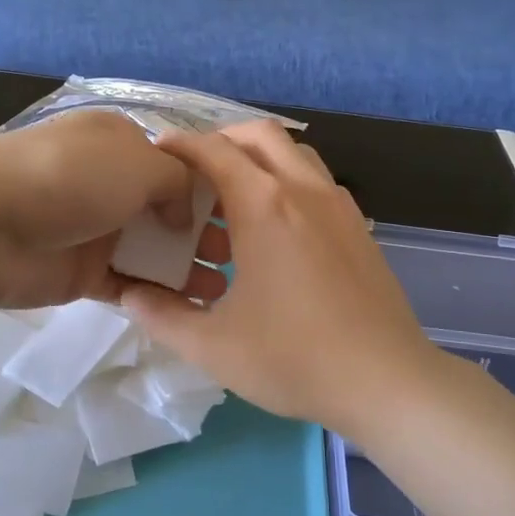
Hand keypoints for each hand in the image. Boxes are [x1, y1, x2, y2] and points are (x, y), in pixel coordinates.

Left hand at [0, 110, 227, 309]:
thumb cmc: (70, 178)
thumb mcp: (139, 163)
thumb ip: (177, 183)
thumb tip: (183, 212)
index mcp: (121, 144)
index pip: (177, 164)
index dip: (212, 188)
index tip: (246, 214)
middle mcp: (111, 183)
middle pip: (168, 209)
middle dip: (204, 232)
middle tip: (239, 258)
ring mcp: (95, 229)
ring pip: (152, 249)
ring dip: (186, 268)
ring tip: (223, 290)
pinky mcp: (82, 272)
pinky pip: (128, 282)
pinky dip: (156, 293)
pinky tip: (190, 308)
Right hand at [119, 120, 445, 434]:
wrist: (387, 380)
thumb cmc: (294, 359)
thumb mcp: (212, 345)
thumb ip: (162, 315)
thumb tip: (127, 294)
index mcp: (264, 205)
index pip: (214, 150)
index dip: (180, 144)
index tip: (156, 154)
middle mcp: (303, 189)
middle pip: (259, 135)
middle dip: (221, 140)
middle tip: (195, 173)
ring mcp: (338, 205)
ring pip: (294, 155)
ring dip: (259, 160)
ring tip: (232, 201)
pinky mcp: (358, 226)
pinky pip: (316, 182)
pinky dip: (288, 183)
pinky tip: (274, 231)